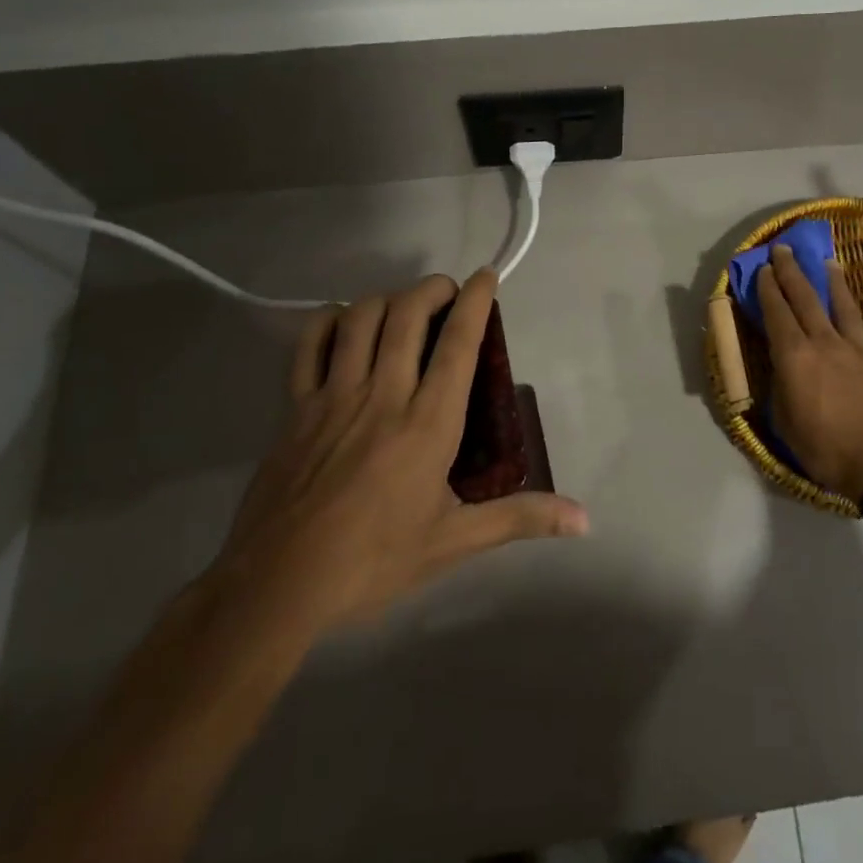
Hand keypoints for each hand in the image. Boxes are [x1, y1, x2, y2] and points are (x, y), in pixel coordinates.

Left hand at [207, 268, 588, 644]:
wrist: (277, 586)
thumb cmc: (374, 561)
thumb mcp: (455, 541)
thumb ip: (520, 519)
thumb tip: (584, 521)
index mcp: (428, 424)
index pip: (458, 344)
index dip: (475, 301)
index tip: (486, 276)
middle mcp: (383, 395)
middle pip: (407, 315)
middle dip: (432, 288)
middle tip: (447, 293)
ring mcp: (334, 397)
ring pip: (360, 319)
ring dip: (387, 299)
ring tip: (403, 307)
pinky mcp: (295, 407)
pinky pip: (310, 344)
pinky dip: (330, 321)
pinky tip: (345, 324)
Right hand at [757, 244, 862, 503]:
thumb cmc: (827, 450)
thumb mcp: (787, 425)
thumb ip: (781, 391)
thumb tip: (783, 372)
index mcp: (794, 359)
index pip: (776, 314)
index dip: (767, 290)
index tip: (762, 269)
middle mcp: (822, 343)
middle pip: (804, 299)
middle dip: (790, 272)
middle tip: (783, 249)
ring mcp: (852, 348)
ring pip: (836, 303)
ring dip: (826, 279)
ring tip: (823, 260)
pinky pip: (858, 321)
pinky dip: (849, 304)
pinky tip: (848, 299)